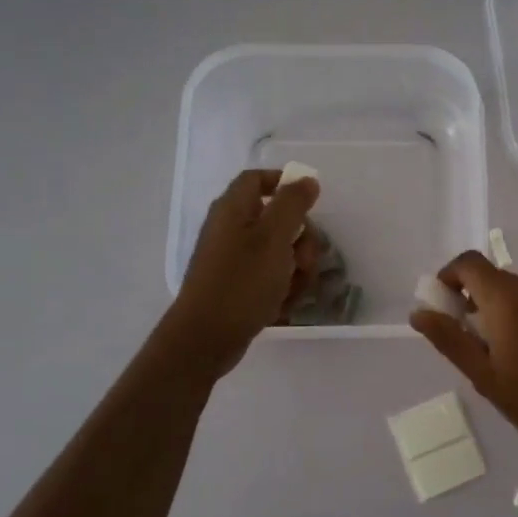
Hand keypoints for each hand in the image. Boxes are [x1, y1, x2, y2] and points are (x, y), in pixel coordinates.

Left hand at [163, 169, 319, 378]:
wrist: (206, 337)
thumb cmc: (242, 282)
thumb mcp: (274, 238)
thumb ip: (293, 204)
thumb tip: (306, 180)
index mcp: (234, 209)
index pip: (258, 179)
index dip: (285, 184)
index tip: (311, 203)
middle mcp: (231, 228)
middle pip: (277, 219)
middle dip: (301, 239)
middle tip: (304, 260)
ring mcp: (233, 259)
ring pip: (279, 251)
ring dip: (296, 268)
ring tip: (293, 289)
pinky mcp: (238, 284)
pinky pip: (270, 276)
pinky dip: (281, 287)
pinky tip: (282, 304)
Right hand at [410, 251, 517, 462]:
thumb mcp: (485, 376)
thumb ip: (450, 340)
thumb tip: (419, 313)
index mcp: (507, 297)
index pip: (468, 262)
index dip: (448, 277)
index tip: (443, 308)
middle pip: (493, 277)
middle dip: (473, 300)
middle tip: (470, 342)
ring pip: (517, 291)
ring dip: (499, 310)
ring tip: (501, 355)